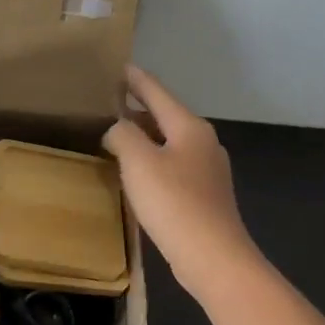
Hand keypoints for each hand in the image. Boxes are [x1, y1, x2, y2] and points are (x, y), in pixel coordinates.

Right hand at [103, 65, 257, 294]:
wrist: (213, 257)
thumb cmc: (173, 202)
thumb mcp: (138, 162)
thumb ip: (123, 135)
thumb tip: (118, 129)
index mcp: (190, 128)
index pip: (158, 93)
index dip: (137, 81)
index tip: (121, 67)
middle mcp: (204, 143)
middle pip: (167, 116)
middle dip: (140, 109)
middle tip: (112, 103)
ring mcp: (209, 170)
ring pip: (171, 142)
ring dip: (146, 136)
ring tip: (120, 136)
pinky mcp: (206, 195)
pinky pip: (174, 166)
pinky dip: (154, 160)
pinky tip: (139, 173)